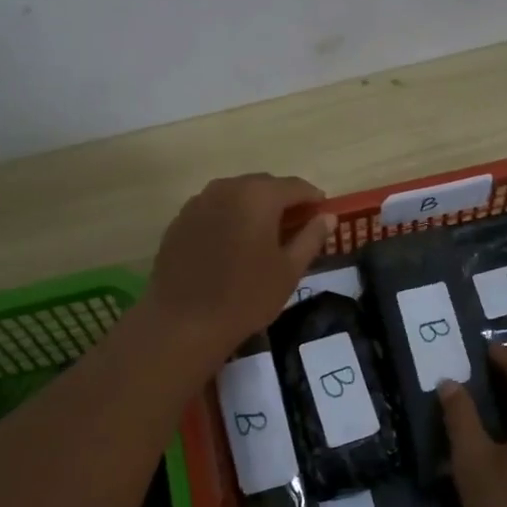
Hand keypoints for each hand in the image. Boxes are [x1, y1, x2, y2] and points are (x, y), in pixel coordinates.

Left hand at [144, 173, 334, 362]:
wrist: (183, 322)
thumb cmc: (246, 296)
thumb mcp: (289, 270)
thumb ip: (311, 237)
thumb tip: (327, 216)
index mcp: (258, 196)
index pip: (295, 186)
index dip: (313, 197)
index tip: (323, 212)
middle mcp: (227, 188)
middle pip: (263, 185)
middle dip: (283, 200)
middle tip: (296, 225)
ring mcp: (198, 202)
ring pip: (236, 195)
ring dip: (254, 207)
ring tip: (264, 234)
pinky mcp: (180, 220)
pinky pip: (213, 209)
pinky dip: (229, 218)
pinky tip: (232, 244)